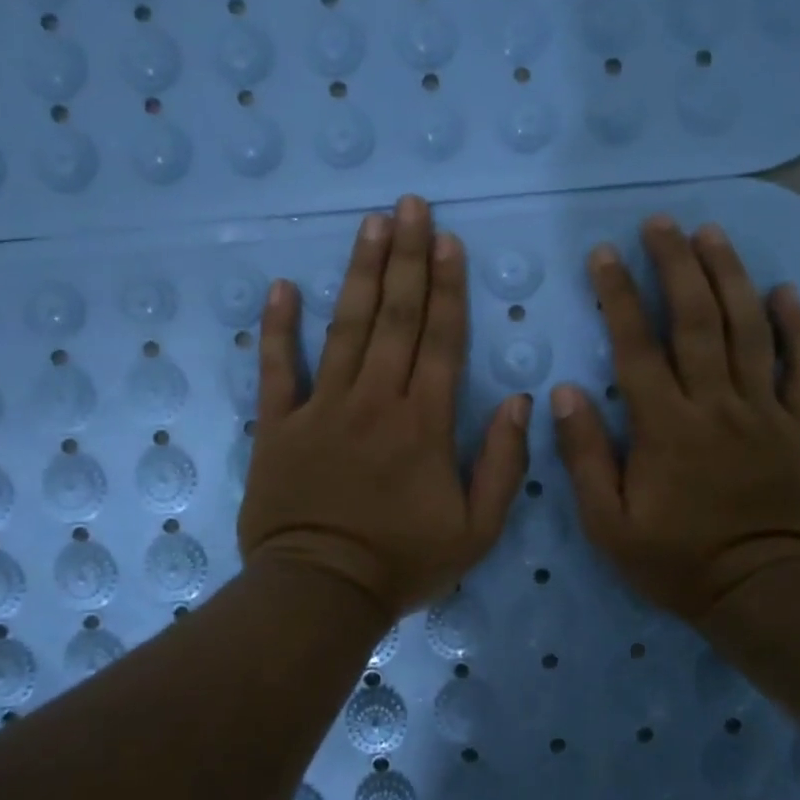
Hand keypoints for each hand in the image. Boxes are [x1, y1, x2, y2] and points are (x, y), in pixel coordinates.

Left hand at [240, 195, 531, 622]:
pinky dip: (278, 328)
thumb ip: (504, 463)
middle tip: (410, 205)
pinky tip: (282, 286)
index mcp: (425, 422)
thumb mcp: (477, 529)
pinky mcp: (279, 424)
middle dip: (406, 257)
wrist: (320, 593)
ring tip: (369, 224)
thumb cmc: (403, 563)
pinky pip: (278, 368)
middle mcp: (376, 399)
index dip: (447, 286)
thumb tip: (522, 401)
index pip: (441, 339)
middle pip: (396, 316)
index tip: (447, 240)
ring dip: (359, 273)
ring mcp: (323, 407)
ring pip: (345, 327)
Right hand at [550, 216, 799, 624]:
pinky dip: (798, 326)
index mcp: (666, 427)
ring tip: (712, 233)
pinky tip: (784, 290)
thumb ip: (586, 456)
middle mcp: (715, 404)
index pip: (637, 346)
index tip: (604, 253)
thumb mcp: (609, 524)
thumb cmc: (678, 562)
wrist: (765, 593)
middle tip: (661, 222)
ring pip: (749, 329)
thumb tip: (563, 393)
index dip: (618, 295)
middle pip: (697, 319)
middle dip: (676, 264)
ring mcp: (764, 411)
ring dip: (730, 276)